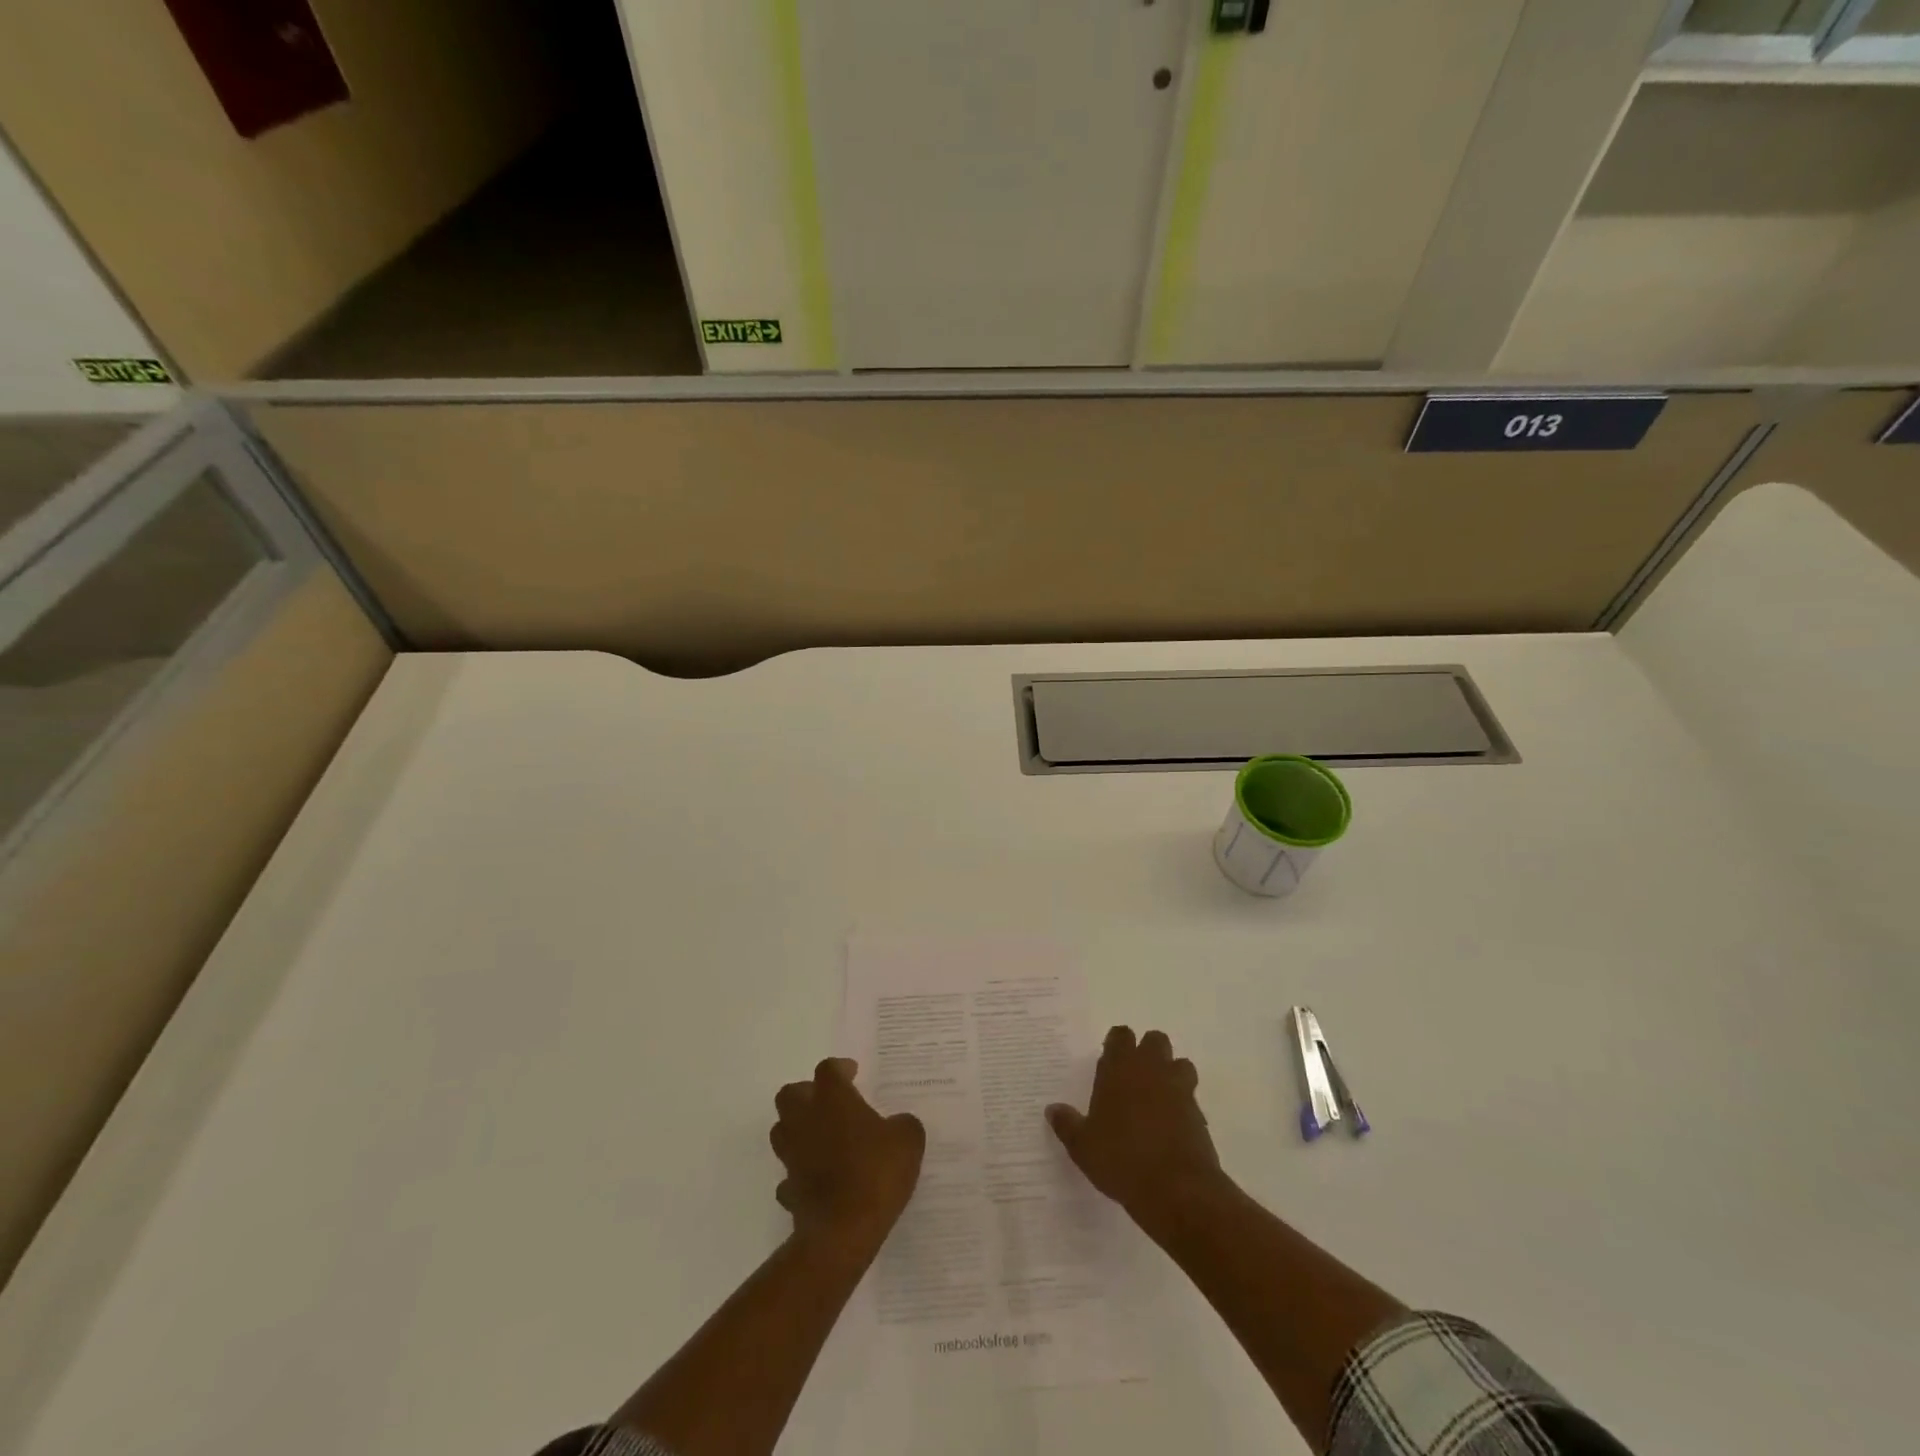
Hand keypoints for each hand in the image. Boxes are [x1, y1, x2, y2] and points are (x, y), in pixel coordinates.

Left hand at [771, 1058, 924, 1252]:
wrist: (842, 1232)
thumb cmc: (875, 1173)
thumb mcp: (908, 1140)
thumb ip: (903, 1124)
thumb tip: (898, 1125)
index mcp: (832, 1099)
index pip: (828, 1069)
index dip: (840, 1068)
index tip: (854, 1074)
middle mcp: (805, 1120)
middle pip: (790, 1093)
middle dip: (807, 1093)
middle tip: (831, 1103)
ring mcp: (792, 1156)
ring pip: (782, 1130)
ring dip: (798, 1129)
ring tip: (823, 1138)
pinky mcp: (788, 1190)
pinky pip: (789, 1174)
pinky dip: (800, 1172)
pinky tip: (818, 1179)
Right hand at [1047, 1027, 1221, 1230]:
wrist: (1176, 1189)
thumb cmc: (1121, 1159)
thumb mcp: (1083, 1146)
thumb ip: (1067, 1124)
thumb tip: (1052, 1110)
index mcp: (1120, 1068)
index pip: (1121, 1036)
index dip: (1116, 1044)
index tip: (1109, 1059)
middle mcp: (1152, 1070)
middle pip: (1155, 1040)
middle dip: (1148, 1052)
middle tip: (1134, 1076)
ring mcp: (1179, 1090)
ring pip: (1180, 1064)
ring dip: (1171, 1073)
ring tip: (1157, 1097)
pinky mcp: (1199, 1114)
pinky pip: (1191, 1096)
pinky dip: (1182, 1104)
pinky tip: (1171, 1126)